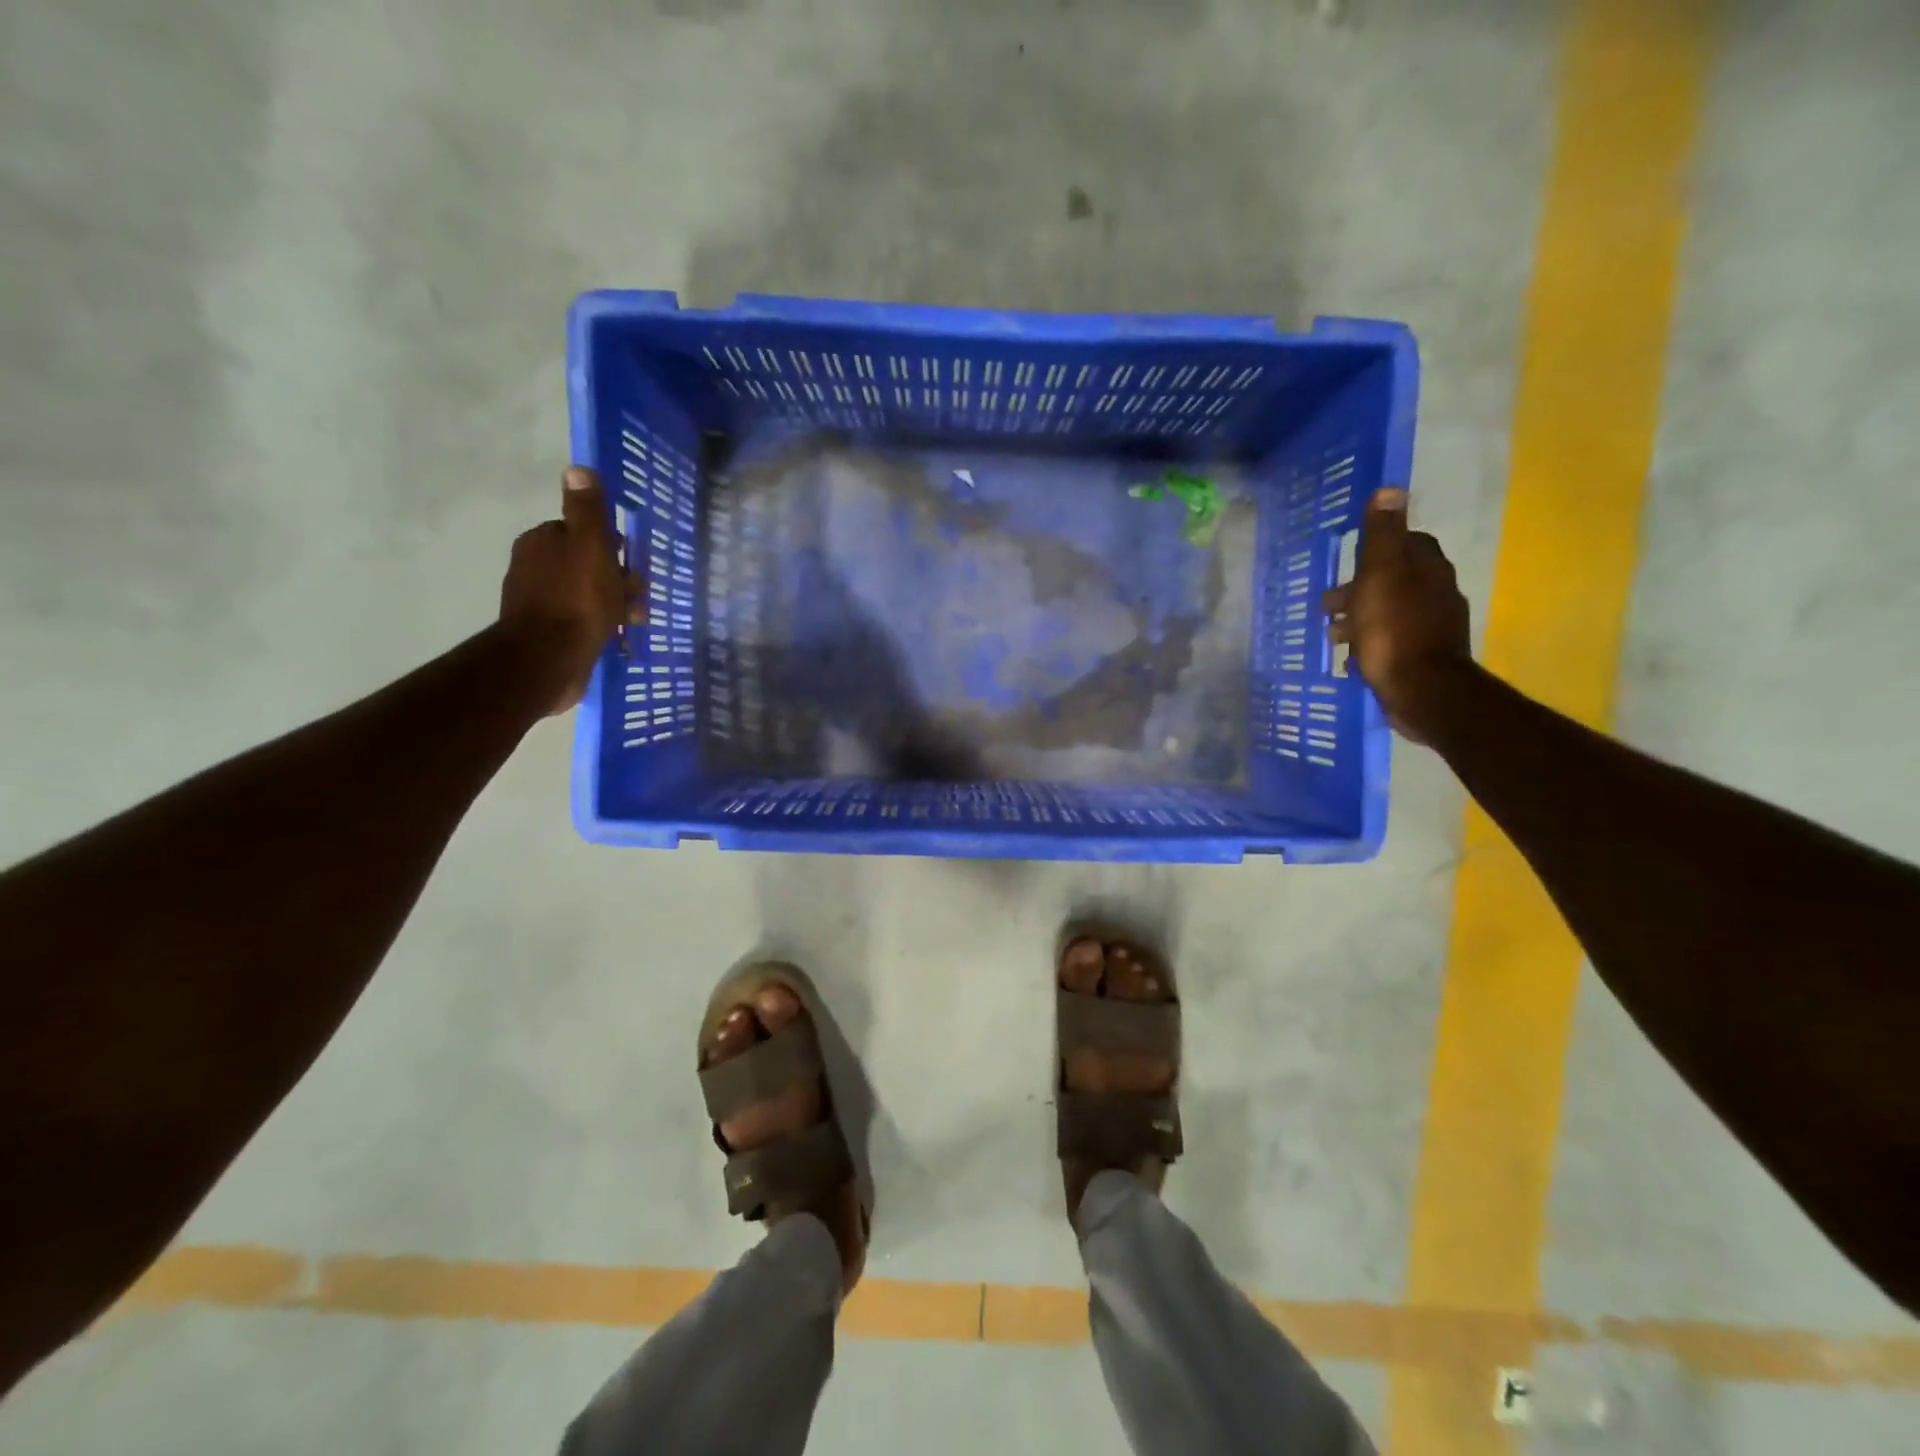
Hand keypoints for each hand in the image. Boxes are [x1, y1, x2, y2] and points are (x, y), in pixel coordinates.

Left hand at [498, 468, 637, 716]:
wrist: (549, 658)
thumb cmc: (576, 598)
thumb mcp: (591, 546)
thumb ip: (587, 510)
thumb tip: (578, 469)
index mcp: (542, 541)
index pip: (582, 533)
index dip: (611, 546)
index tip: (631, 563)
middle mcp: (534, 566)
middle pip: (586, 564)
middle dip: (616, 578)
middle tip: (638, 598)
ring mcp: (538, 601)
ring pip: (586, 593)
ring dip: (613, 604)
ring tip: (634, 621)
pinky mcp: (546, 632)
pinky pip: (580, 620)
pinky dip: (600, 624)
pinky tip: (616, 637)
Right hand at [1325, 488, 1469, 743]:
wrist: (1422, 689)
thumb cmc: (1394, 628)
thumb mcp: (1380, 574)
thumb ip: (1382, 535)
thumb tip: (1391, 488)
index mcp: (1428, 568)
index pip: (1409, 542)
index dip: (1379, 546)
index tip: (1351, 558)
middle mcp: (1437, 592)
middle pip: (1395, 578)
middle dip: (1360, 587)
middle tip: (1328, 603)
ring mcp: (1432, 626)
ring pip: (1390, 610)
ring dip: (1360, 616)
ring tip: (1333, 634)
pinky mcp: (1422, 655)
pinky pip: (1391, 639)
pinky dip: (1370, 641)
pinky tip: (1353, 656)